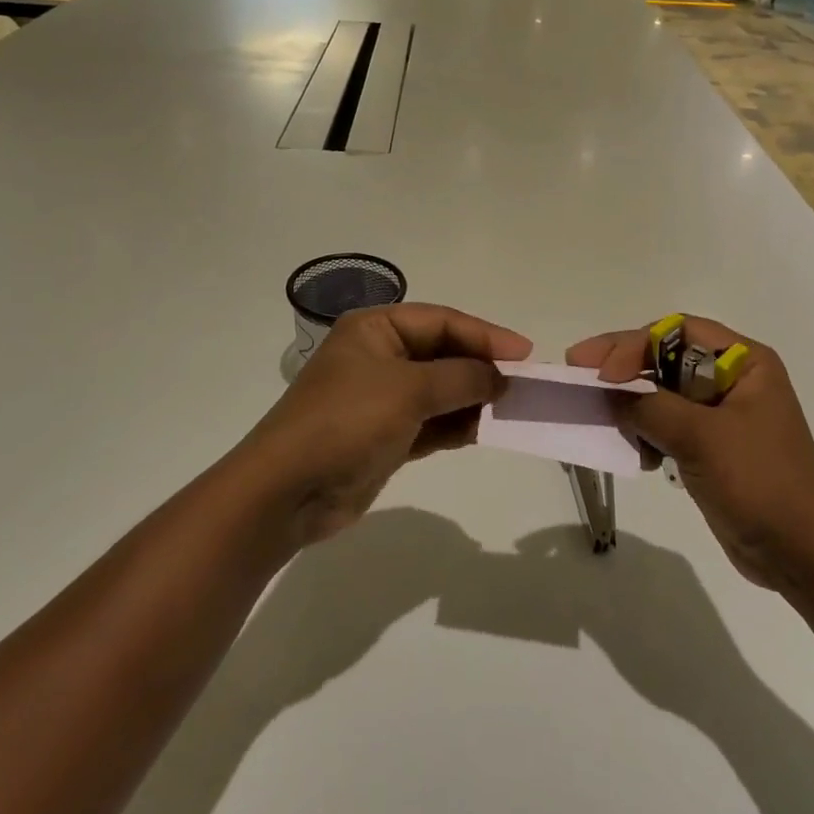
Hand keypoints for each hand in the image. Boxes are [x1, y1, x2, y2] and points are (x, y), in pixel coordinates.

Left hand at [241, 304, 531, 543]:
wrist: (288, 491)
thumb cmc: (346, 422)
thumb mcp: (408, 390)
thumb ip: (461, 378)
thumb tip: (501, 377)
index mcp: (375, 329)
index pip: (442, 321)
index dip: (485, 335)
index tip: (525, 354)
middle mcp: (379, 357)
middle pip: (443, 353)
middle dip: (481, 368)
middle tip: (523, 383)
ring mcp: (382, 398)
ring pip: (440, 390)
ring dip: (473, 398)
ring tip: (511, 409)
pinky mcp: (386, 436)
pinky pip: (432, 422)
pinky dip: (457, 426)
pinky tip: (485, 431)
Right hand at [566, 317, 813, 589]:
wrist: (803, 554)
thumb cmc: (760, 482)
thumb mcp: (702, 438)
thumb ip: (650, 408)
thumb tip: (609, 395)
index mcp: (744, 362)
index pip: (677, 333)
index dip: (634, 345)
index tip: (601, 372)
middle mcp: (732, 379)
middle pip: (666, 358)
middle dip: (624, 368)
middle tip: (578, 371)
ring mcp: (721, 415)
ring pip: (662, 392)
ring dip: (633, 405)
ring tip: (608, 423)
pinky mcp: (711, 446)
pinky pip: (667, 424)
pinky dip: (646, 433)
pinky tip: (641, 457)